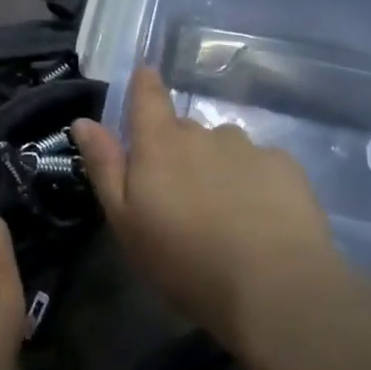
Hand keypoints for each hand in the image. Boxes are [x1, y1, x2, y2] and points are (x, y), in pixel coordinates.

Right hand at [72, 67, 340, 348]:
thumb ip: (104, 165)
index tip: (145, 80)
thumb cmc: (184, 259)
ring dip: (217, 167)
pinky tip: (260, 218)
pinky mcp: (286, 167)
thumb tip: (84, 121)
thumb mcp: (125, 221)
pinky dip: (254, 182)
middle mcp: (203, 133)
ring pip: (223, 147)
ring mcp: (248, 148)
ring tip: (224, 212)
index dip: (144, 83)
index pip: (148, 94)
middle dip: (178, 150)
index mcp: (159, 143)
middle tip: (180, 195)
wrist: (275, 289)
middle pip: (184, 129)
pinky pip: (260, 164)